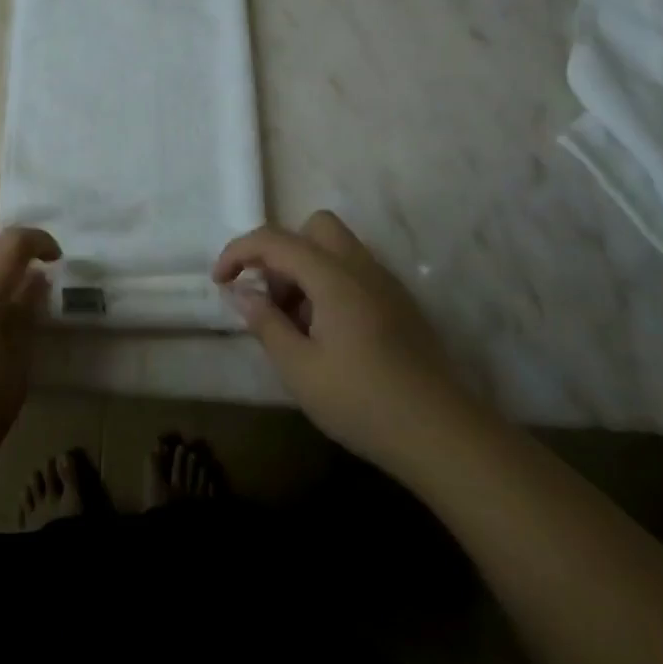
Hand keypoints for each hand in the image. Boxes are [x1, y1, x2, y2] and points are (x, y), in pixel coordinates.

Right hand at [213, 211, 471, 472]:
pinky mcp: (400, 304)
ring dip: (306, 270)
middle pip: (313, 228)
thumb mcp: (300, 370)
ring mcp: (385, 283)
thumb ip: (266, 323)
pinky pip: (355, 272)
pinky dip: (330, 285)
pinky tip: (328, 336)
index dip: (239, 252)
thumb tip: (242, 292)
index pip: (275, 240)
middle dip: (282, 252)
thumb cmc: (363, 402)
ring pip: (335, 249)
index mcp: (333, 276)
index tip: (219, 281)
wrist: (443, 435)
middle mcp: (361, 267)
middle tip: (272, 297)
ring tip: (297, 325)